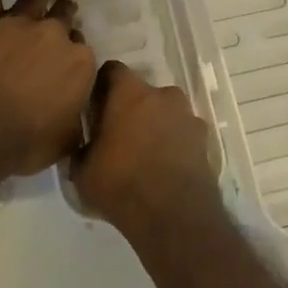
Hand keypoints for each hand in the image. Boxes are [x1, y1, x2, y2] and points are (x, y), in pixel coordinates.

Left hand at [0, 0, 97, 180]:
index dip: (72, 55)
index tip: (65, 62)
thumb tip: (83, 120)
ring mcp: (20, 22)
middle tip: (64, 12)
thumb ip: (77, 123)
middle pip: (64, 18)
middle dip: (65, 15)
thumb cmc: (20, 144)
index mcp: (79, 66)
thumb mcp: (64, 142)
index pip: (81, 52)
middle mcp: (55, 36)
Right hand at [72, 60, 220, 239]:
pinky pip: (183, 133)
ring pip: (166, 112)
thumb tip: (82, 146)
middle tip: (119, 135)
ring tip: (144, 155)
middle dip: (131, 108)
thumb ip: (81, 149)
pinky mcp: (205, 140)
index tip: (95, 107)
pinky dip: (174, 144)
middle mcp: (163, 95)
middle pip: (142, 92)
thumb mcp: (83, 171)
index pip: (112, 70)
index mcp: (130, 93)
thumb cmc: (121, 184)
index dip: (102, 87)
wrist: (174, 217)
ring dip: (156, 125)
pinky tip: (164, 168)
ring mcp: (188, 116)